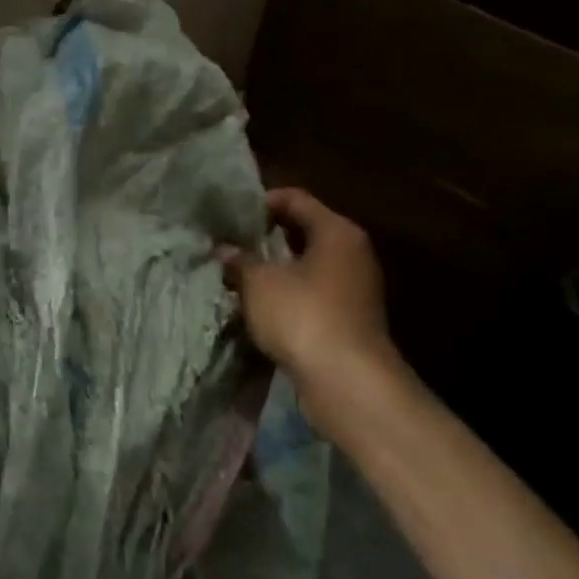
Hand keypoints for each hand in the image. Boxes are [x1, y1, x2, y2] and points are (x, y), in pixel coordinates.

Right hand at [221, 188, 396, 424]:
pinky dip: (286, 294)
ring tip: (237, 274)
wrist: (346, 379)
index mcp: (336, 232)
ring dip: (274, 269)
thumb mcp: (259, 283)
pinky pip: (310, 293)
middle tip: (229, 243)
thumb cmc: (303, 316)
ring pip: (306, 265)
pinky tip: (257, 305)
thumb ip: (240, 260)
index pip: (296, 199)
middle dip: (265, 237)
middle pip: (304, 231)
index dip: (262, 201)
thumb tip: (225, 249)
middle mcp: (352, 253)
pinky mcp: (348, 317)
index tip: (230, 213)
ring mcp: (354, 287)